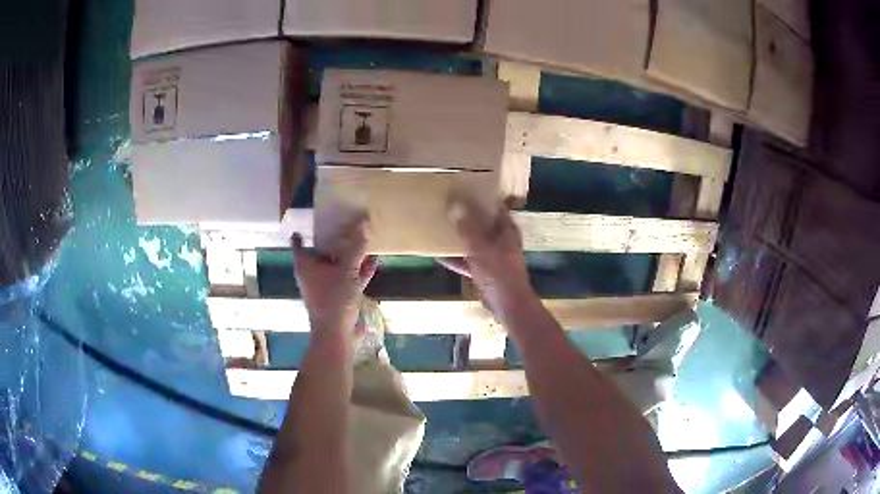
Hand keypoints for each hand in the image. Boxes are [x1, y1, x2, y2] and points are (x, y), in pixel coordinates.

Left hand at [292, 217, 377, 339]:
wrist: (337, 334)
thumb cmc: (334, 299)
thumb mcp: (347, 269)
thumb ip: (356, 247)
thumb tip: (364, 222)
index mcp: (305, 265)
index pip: (299, 242)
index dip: (305, 230)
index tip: (315, 219)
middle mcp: (312, 274)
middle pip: (321, 251)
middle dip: (333, 239)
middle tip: (344, 223)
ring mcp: (325, 286)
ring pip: (337, 265)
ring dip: (349, 255)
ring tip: (363, 238)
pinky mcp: (338, 296)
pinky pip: (348, 277)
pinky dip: (359, 270)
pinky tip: (374, 260)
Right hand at [438, 200, 535, 313]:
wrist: (507, 304)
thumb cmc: (498, 272)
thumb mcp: (480, 247)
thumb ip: (467, 228)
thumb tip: (455, 205)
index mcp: (507, 231)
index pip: (497, 208)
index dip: (484, 200)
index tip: (467, 192)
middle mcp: (503, 242)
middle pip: (485, 225)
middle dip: (470, 218)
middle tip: (451, 209)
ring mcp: (495, 258)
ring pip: (477, 243)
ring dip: (463, 239)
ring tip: (444, 230)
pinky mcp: (488, 273)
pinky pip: (470, 262)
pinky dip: (458, 260)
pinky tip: (440, 257)